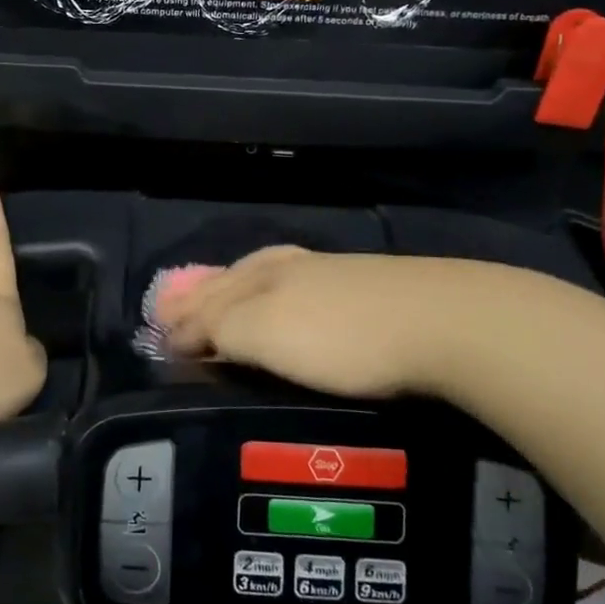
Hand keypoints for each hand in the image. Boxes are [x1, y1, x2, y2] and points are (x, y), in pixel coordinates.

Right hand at [160, 246, 560, 399]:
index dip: (183, 316)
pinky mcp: (366, 288)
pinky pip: (300, 286)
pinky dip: (277, 296)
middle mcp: (289, 266)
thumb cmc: (341, 335)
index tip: (161, 336)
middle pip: (236, 278)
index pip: (209, 295)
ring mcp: (331, 273)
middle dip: (206, 295)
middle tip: (181, 313)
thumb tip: (177, 328)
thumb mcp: (265, 334)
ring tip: (228, 301)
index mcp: (261, 275)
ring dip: (240, 291)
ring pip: (269, 277)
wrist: (443, 322)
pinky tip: (293, 304)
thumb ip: (219, 327)